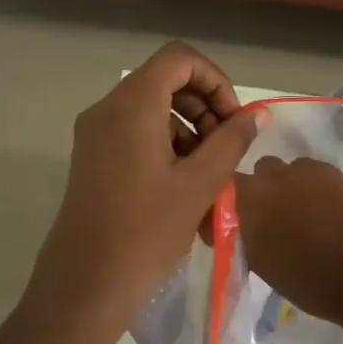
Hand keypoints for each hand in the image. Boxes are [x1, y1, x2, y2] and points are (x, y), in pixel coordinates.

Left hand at [0, 43, 263, 343]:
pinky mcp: (92, 158)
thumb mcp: (199, 184)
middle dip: (204, 107)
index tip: (233, 121)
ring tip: (208, 175)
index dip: (215, 80)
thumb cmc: (146, 232)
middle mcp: (107, 109)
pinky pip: (136, 134)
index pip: (180, 58)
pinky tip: (183, 187)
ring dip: (189, 130)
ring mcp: (95, 134)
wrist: (85, 285)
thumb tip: (257, 113)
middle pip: (165, 81)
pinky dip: (166, 147)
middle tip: (226, 149)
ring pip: (152, 109)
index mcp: (132, 105)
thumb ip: (232, 140)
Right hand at [232, 156, 342, 338]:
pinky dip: (309, 186)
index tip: (230, 229)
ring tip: (300, 213)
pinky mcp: (326, 168)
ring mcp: (297, 169)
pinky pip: (306, 172)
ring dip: (283, 188)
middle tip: (270, 222)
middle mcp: (264, 179)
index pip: (216, 196)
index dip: (222, 211)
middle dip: (256, 196)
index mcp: (242, 204)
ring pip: (279, 172)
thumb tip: (242, 230)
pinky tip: (323, 207)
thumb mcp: (262, 265)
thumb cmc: (309, 281)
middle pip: (250, 180)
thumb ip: (244, 239)